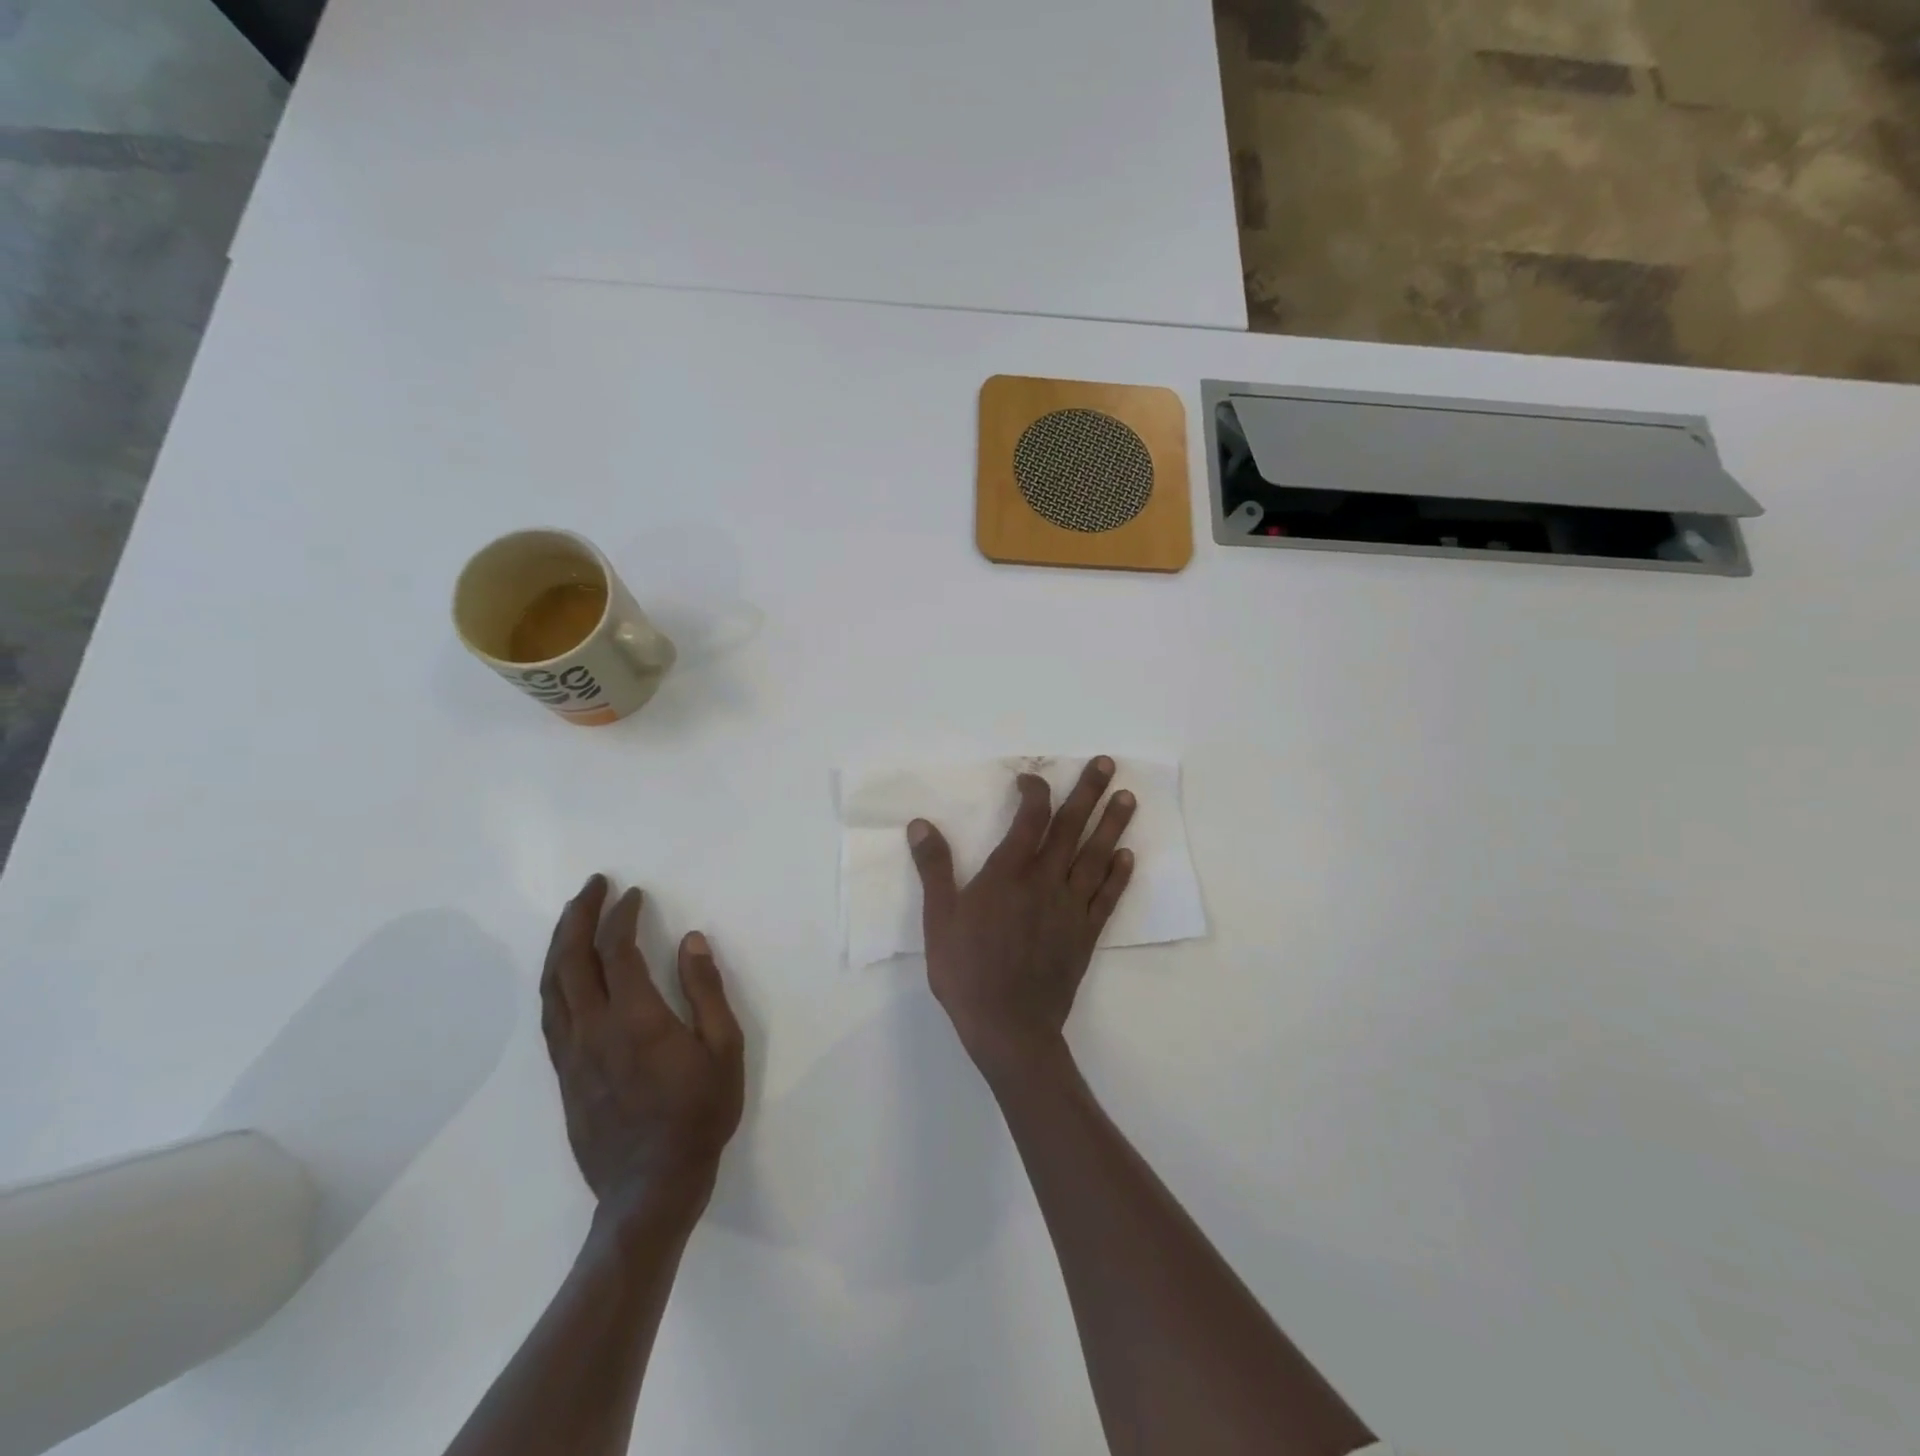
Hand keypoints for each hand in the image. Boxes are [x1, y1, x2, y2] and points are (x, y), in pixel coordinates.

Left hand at [540, 876, 744, 1221]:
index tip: (634, 894)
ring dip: (559, 944)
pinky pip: (550, 1014)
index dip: (622, 916)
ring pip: (552, 986)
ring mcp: (572, 1053)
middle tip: (593, 886)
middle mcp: (594, 1029)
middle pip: (571, 960)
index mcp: (636, 1018)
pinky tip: (564, 973)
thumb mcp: (723, 1048)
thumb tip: (691, 940)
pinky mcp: (564, 1074)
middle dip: (579, 916)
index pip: (616, 951)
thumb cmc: (699, 1115)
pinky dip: (554, 980)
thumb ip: (706, 990)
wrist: (651, 1188)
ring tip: (573, 917)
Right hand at [908, 756, 1135, 1078]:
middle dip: (1088, 793)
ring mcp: (1070, 908)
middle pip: (1071, 829)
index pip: (1029, 819)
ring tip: (1128, 799)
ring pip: (1095, 857)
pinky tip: (1127, 856)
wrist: (1008, 1027)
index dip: (1034, 792)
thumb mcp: (939, 919)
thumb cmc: (967, 971)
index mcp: (1008, 874)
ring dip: (1112, 825)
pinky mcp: (1086, 934)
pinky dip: (1118, 875)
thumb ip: (934, 868)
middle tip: (1107, 764)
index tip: (1031, 779)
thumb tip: (921, 824)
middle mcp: (1045, 882)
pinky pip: (1107, 898)